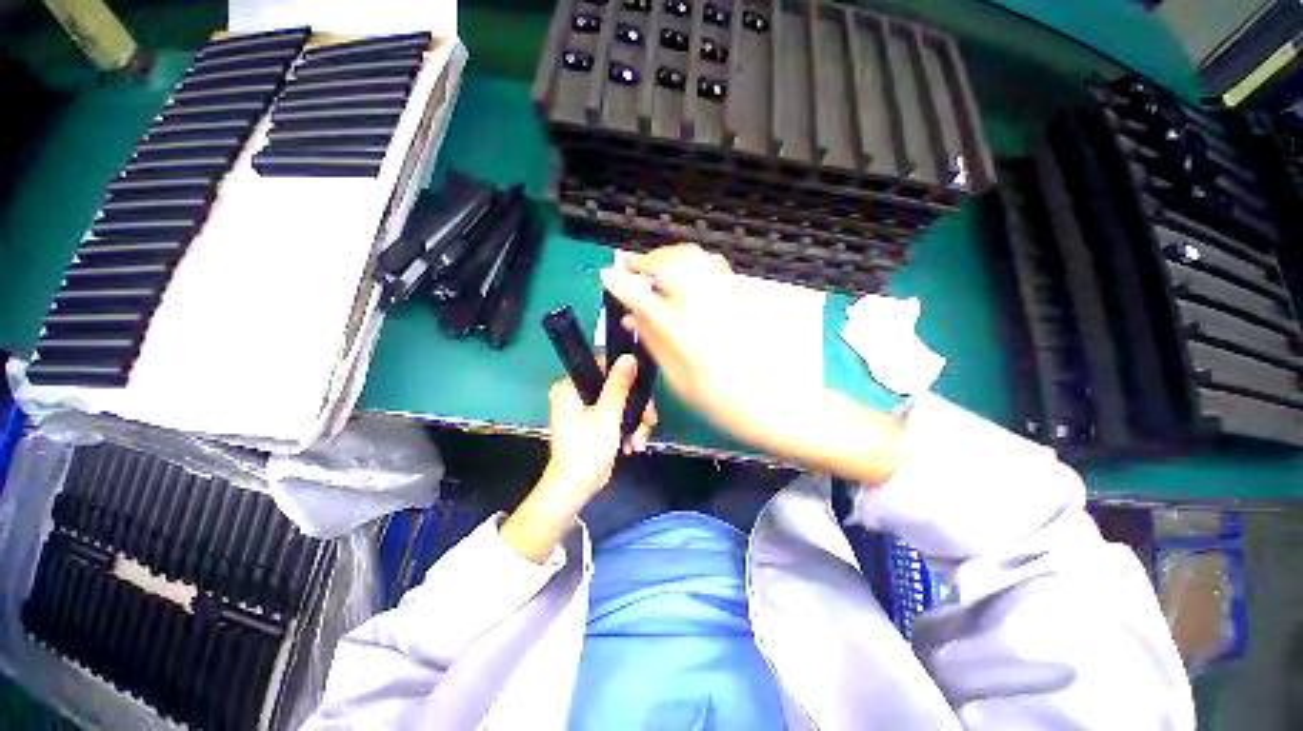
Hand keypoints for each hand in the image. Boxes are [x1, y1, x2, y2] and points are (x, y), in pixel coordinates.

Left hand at [501, 354, 656, 562]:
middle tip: (650, 421)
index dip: (625, 375)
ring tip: (640, 441)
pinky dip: (629, 429)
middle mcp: (577, 393)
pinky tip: (633, 445)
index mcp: (570, 386)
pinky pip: (618, 416)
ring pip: (622, 402)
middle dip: (636, 407)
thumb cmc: (587, 450)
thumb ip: (618, 385)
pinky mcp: (596, 422)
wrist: (576, 487)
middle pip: (616, 386)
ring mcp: (587, 408)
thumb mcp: (607, 415)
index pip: (601, 365)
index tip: (642, 389)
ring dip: (636, 422)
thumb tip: (629, 357)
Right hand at [601, 244, 904, 485]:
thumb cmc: (719, 397)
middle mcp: (706, 308)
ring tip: (655, 266)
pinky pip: (713, 264)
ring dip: (668, 256)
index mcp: (686, 334)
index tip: (607, 274)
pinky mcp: (741, 296)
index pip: (646, 299)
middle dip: (646, 260)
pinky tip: (685, 271)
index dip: (623, 284)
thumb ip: (653, 341)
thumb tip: (631, 316)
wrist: (771, 400)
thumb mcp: (676, 376)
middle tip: (630, 267)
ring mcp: (727, 298)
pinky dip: (692, 260)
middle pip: (672, 265)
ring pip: (693, 257)